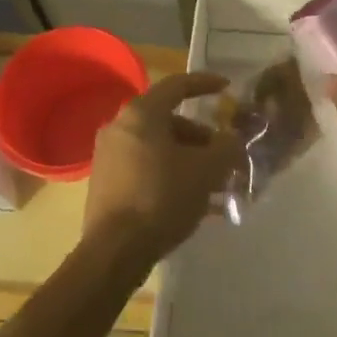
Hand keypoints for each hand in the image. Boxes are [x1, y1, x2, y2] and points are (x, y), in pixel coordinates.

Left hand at [83, 72, 241, 264]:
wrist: (115, 252)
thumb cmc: (163, 198)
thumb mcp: (207, 170)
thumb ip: (227, 147)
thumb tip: (232, 140)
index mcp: (142, 113)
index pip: (178, 85)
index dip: (206, 83)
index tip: (227, 88)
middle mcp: (120, 126)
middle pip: (168, 120)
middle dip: (201, 135)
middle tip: (224, 153)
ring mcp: (108, 155)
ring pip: (157, 146)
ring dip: (187, 158)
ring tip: (213, 183)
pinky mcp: (105, 182)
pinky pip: (145, 166)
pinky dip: (169, 173)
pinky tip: (190, 199)